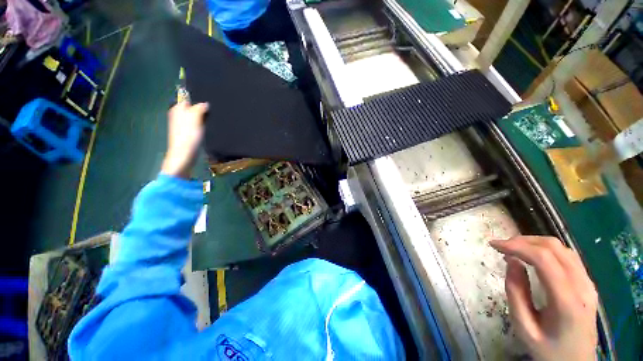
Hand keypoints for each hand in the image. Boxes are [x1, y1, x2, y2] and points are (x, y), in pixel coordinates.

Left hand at [161, 101, 208, 178]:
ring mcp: (183, 125)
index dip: (199, 99)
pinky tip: (209, 128)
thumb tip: (205, 104)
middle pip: (193, 108)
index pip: (188, 99)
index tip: (210, 102)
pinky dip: (203, 126)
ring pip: (196, 117)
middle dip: (202, 109)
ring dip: (204, 118)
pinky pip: (197, 126)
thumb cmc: (188, 135)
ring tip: (214, 119)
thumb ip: (199, 108)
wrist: (185, 154)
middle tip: (214, 111)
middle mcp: (179, 115)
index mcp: (177, 109)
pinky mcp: (189, 134)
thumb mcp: (194, 118)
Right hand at [490, 236, 597, 360]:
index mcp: (566, 301)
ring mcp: (588, 283)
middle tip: (502, 246)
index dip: (516, 246)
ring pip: (562, 248)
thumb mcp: (524, 327)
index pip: (543, 259)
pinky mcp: (588, 283)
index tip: (493, 244)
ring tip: (514, 249)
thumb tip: (511, 262)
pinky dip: (546, 249)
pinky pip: (568, 256)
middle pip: (554, 248)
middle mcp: (582, 286)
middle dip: (523, 241)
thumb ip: (516, 294)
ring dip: (534, 243)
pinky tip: (533, 256)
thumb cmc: (548, 349)